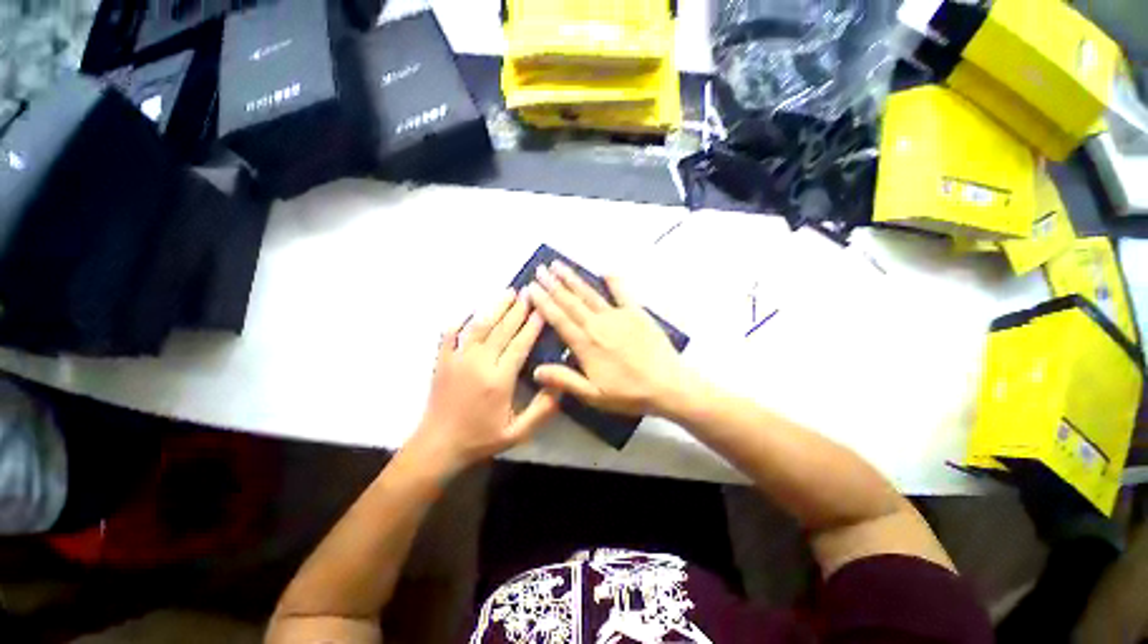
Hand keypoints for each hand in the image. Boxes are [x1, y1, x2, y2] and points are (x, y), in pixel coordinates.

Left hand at [410, 289, 559, 474]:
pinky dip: (460, 319)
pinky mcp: (442, 360)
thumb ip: (541, 411)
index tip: (542, 309)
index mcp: (499, 380)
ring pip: (479, 326)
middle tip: (529, 293)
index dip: (532, 326)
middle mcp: (479, 364)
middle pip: (501, 329)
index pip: (520, 344)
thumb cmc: (480, 439)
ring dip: (495, 307)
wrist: (438, 445)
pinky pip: (450, 333)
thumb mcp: (517, 433)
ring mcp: (457, 359)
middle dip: (517, 310)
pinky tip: (470, 310)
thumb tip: (561, 386)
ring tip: (508, 292)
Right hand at [527, 262, 692, 415]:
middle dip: (553, 284)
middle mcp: (597, 325)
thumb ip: (564, 380)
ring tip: (559, 265)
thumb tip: (536, 370)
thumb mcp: (593, 395)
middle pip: (570, 302)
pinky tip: (604, 270)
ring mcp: (617, 316)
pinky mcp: (636, 313)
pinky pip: (622, 292)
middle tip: (540, 269)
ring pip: (589, 293)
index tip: (531, 288)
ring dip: (573, 279)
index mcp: (585, 344)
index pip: (558, 319)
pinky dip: (613, 280)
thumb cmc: (629, 393)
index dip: (543, 302)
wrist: (668, 385)